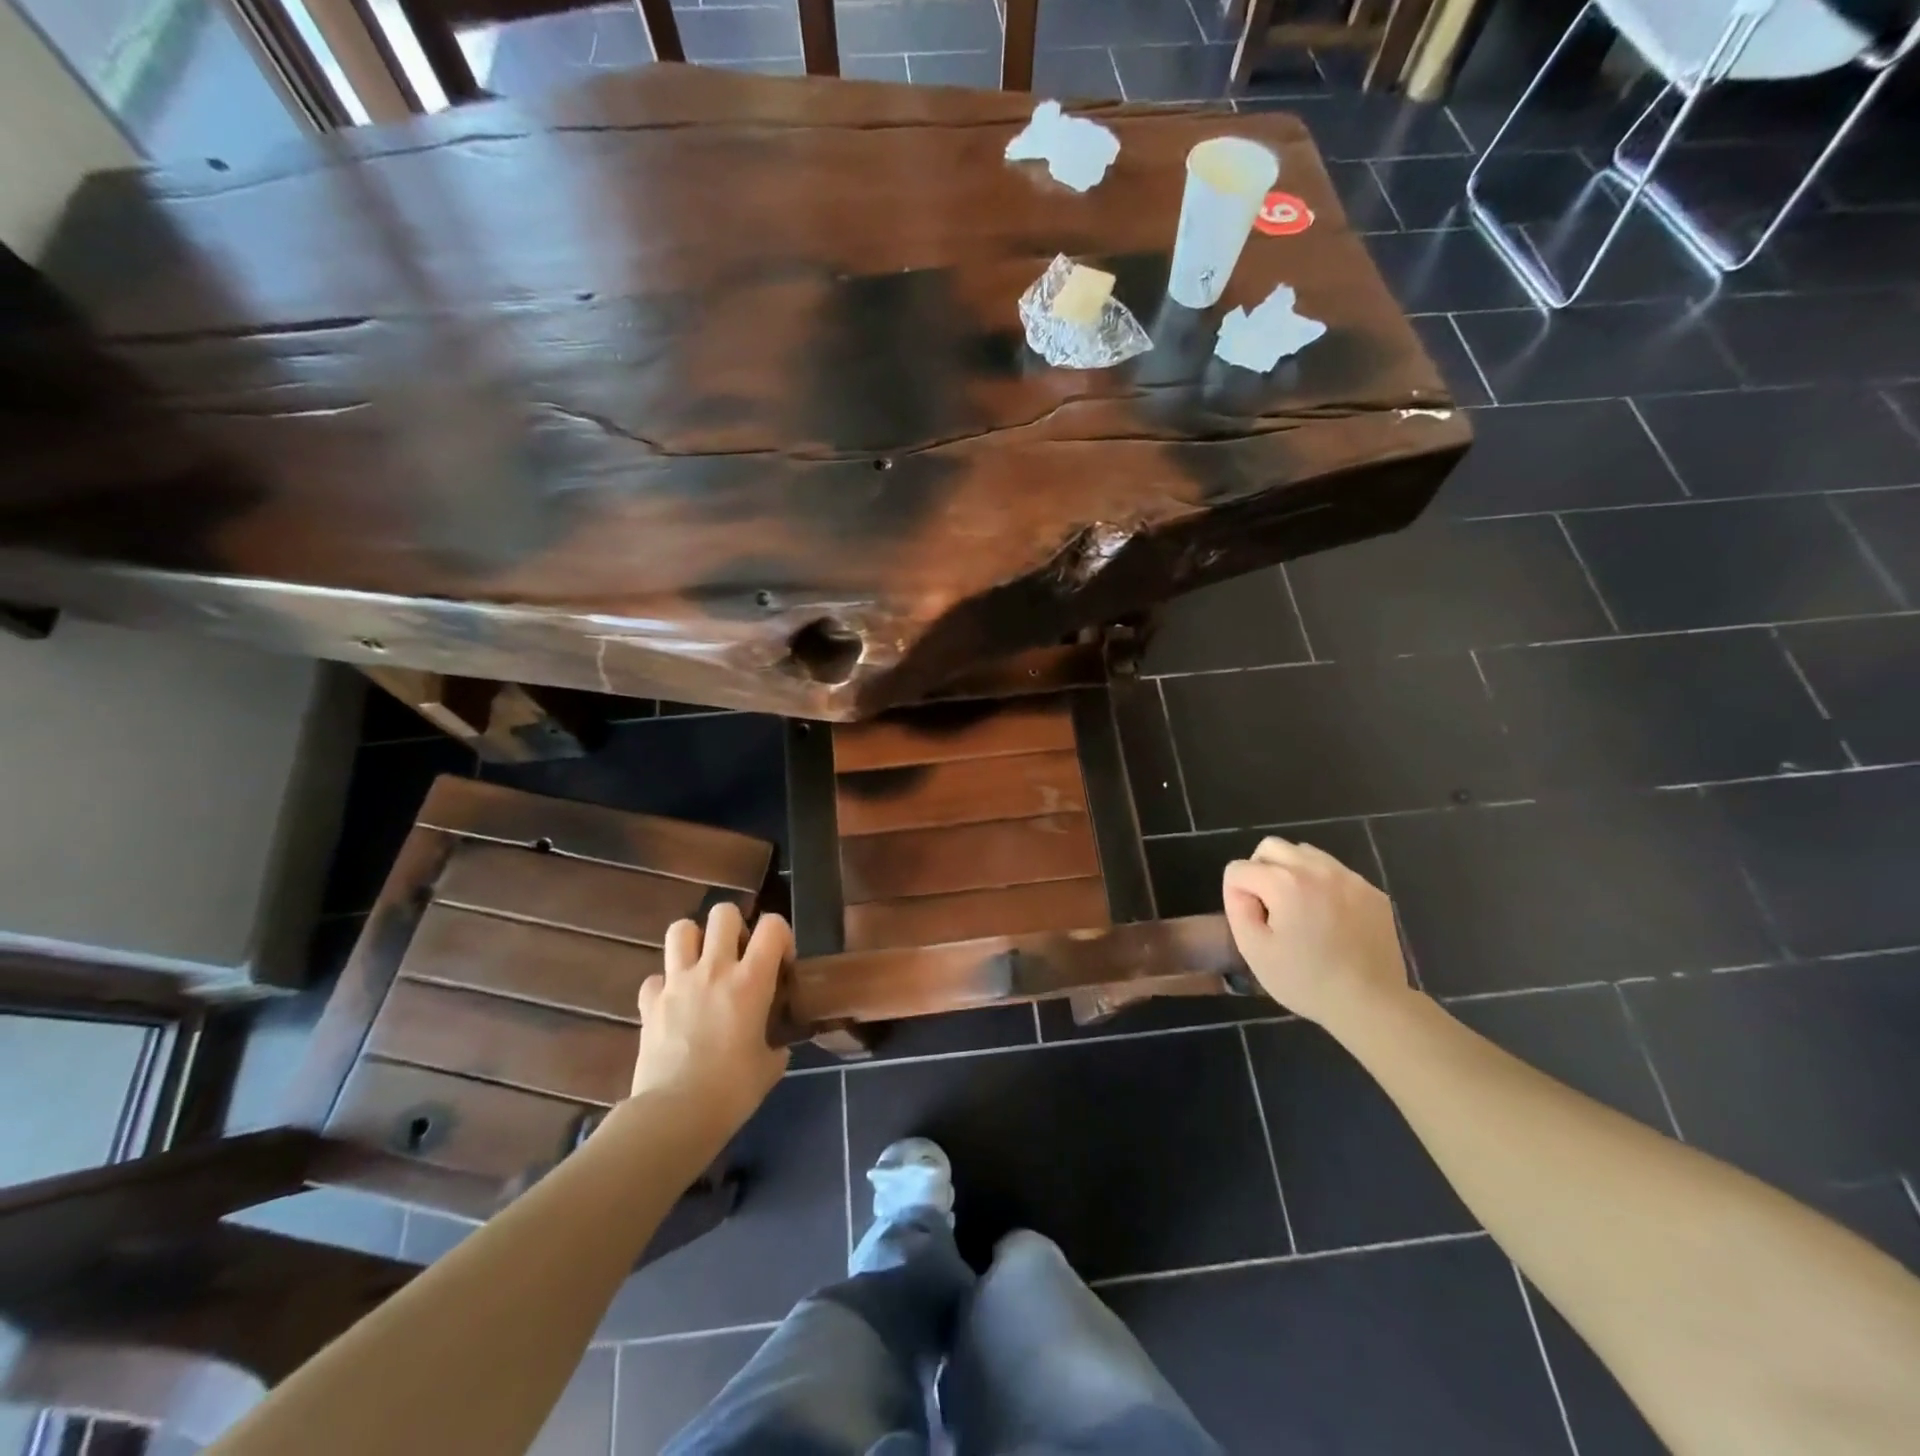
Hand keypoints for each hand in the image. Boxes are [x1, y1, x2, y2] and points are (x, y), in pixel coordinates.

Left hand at [631, 902, 790, 1137]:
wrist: (675, 1114)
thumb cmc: (732, 1090)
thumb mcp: (770, 1066)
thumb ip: (774, 1044)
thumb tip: (774, 1046)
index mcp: (751, 980)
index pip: (773, 926)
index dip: (781, 936)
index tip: (780, 964)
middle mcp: (714, 969)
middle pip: (723, 913)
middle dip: (734, 926)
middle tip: (738, 956)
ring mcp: (677, 983)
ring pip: (681, 929)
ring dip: (694, 941)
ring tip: (703, 965)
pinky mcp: (649, 1003)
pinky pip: (655, 978)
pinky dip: (664, 986)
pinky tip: (673, 1005)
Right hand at [1222, 837, 1411, 1031]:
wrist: (1371, 1003)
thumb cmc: (1306, 981)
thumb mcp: (1254, 950)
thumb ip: (1238, 908)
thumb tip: (1242, 889)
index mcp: (1285, 883)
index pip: (1239, 868)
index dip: (1235, 894)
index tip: (1252, 921)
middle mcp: (1316, 869)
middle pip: (1270, 846)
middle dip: (1260, 870)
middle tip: (1269, 906)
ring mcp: (1348, 877)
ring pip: (1304, 852)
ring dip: (1292, 871)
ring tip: (1299, 907)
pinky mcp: (1371, 890)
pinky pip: (1335, 871)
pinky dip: (1322, 884)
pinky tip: (1329, 917)